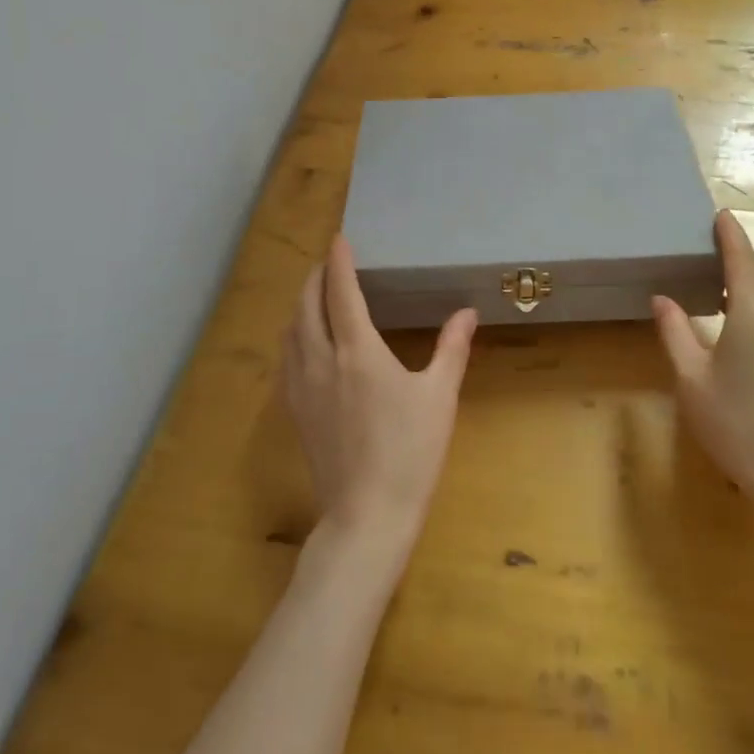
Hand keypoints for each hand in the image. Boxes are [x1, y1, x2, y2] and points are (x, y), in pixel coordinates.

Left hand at [277, 236, 477, 567]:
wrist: (366, 515)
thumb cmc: (410, 453)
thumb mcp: (439, 397)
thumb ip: (452, 349)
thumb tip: (467, 312)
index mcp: (358, 351)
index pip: (341, 292)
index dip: (339, 262)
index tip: (339, 238)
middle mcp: (321, 360)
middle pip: (307, 305)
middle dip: (316, 277)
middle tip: (329, 262)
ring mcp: (302, 387)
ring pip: (290, 330)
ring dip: (301, 303)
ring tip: (316, 294)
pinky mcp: (295, 410)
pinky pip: (286, 357)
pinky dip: (293, 334)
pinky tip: (304, 341)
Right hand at [652, 210, 753, 553]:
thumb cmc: (738, 425)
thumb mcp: (692, 379)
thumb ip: (675, 332)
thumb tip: (663, 298)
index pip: (742, 258)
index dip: (730, 234)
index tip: (719, 214)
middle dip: (738, 262)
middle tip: (705, 262)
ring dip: (751, 287)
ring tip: (718, 296)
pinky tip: (740, 331)